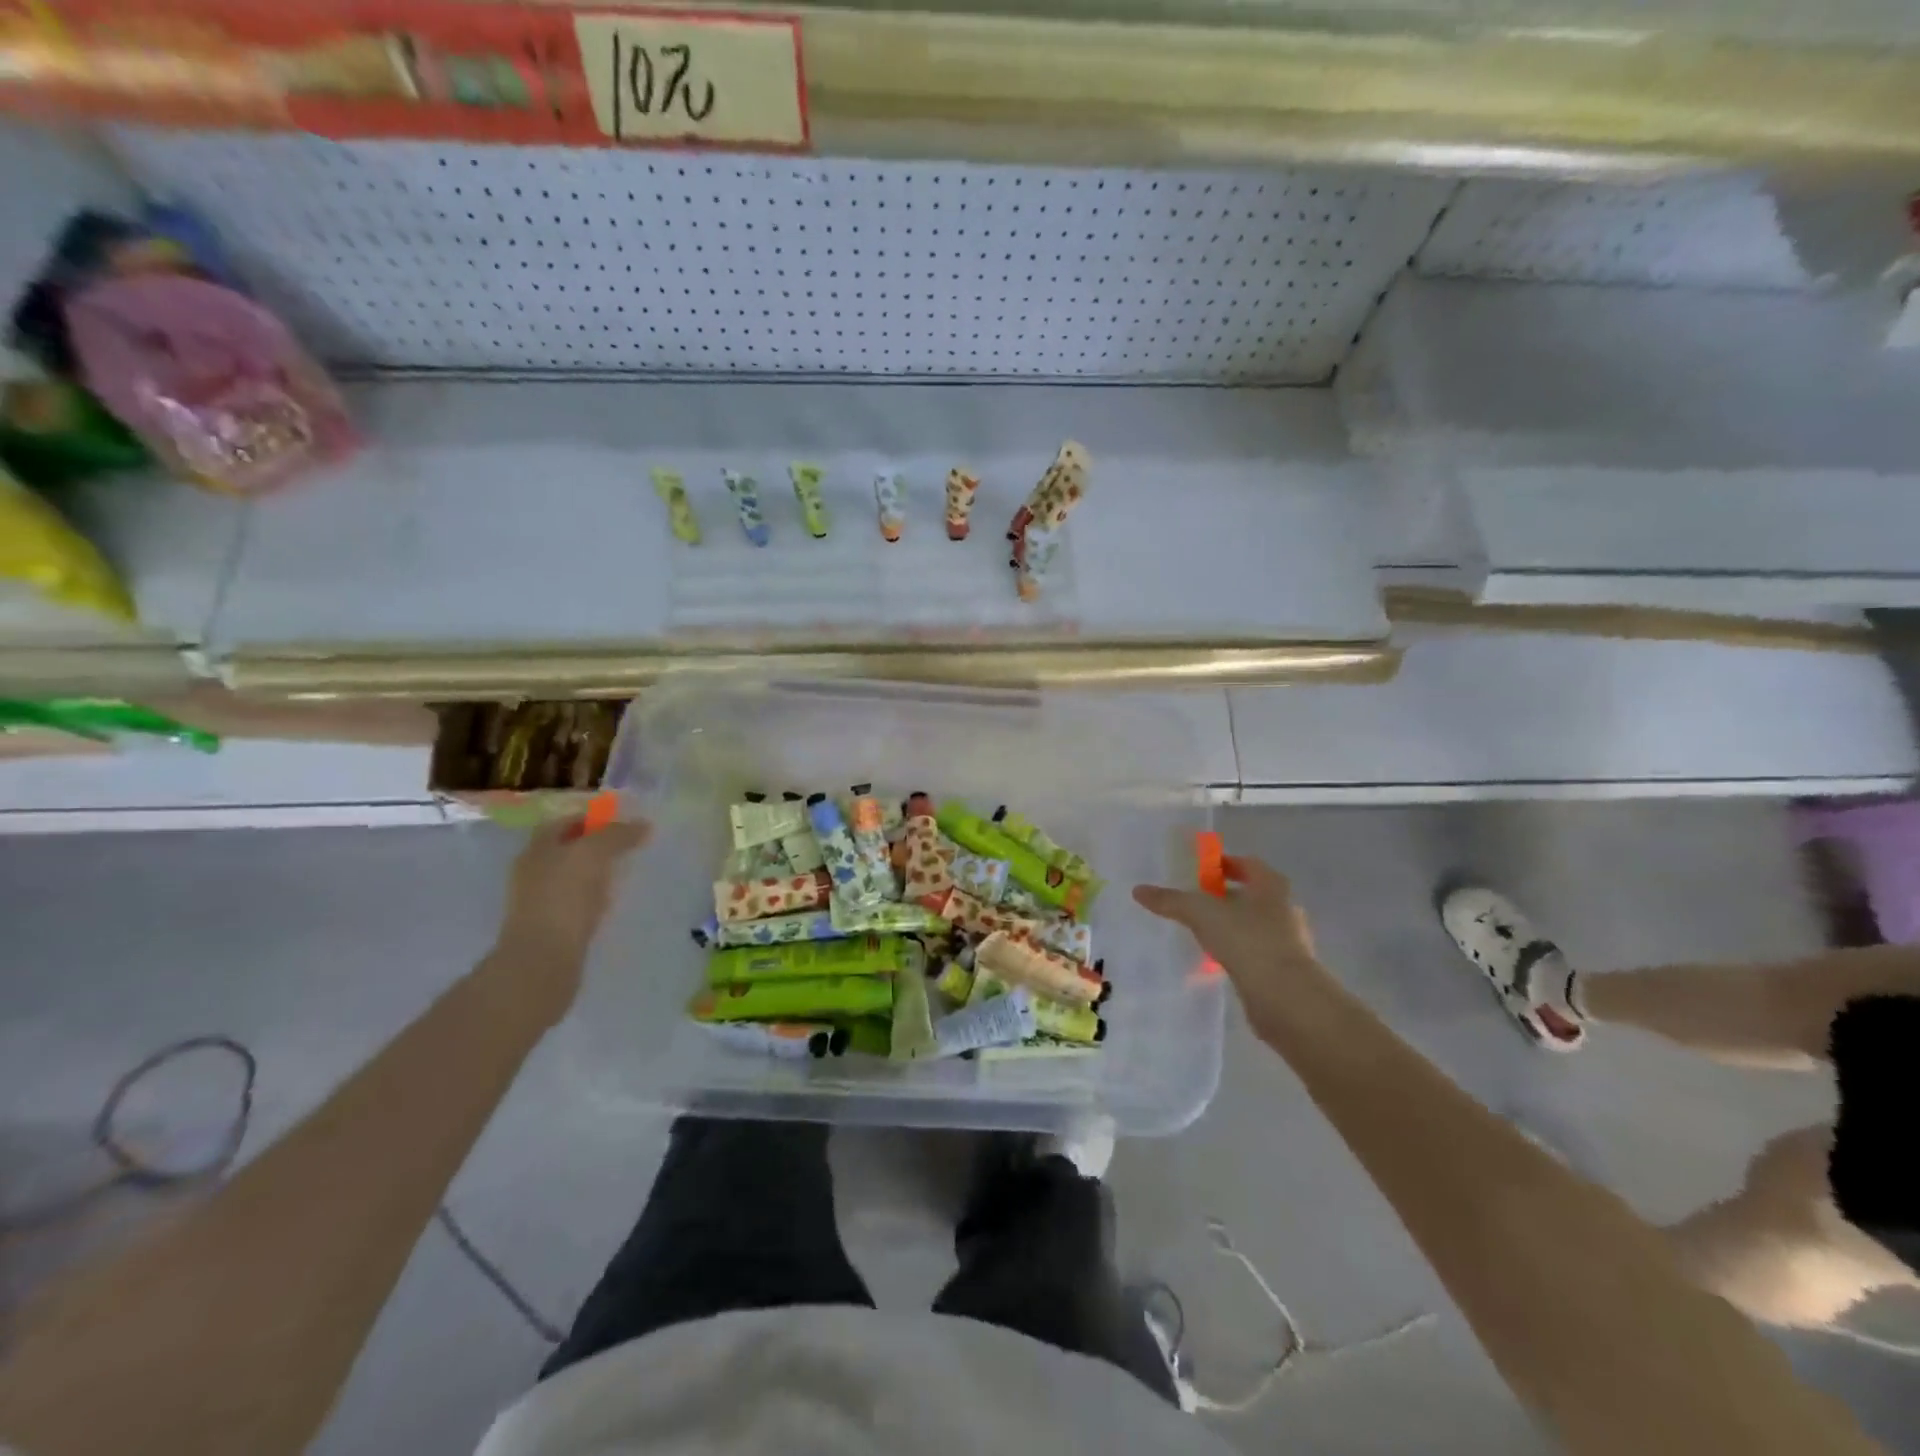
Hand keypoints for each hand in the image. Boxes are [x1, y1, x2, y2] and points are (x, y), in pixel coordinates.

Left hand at [488, 815, 649, 1024]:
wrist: (542, 962)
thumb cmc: (564, 899)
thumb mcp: (593, 854)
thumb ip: (617, 834)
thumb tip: (643, 825)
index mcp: (537, 848)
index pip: (565, 821)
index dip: (594, 818)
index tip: (624, 823)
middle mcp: (533, 870)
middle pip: (568, 848)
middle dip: (597, 845)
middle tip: (630, 847)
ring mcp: (538, 901)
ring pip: (572, 876)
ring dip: (597, 872)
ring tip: (625, 875)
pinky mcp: (550, 927)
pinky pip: (576, 902)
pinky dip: (594, 898)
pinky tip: (612, 904)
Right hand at [1133, 854, 1320, 1036]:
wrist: (1285, 997)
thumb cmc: (1247, 940)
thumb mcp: (1201, 913)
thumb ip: (1171, 901)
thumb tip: (1138, 890)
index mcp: (1271, 886)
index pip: (1248, 864)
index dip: (1225, 864)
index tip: (1202, 871)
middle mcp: (1284, 908)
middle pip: (1252, 895)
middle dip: (1225, 897)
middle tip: (1197, 902)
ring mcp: (1289, 941)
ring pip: (1254, 925)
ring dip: (1231, 926)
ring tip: (1202, 933)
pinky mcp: (1285, 970)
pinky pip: (1256, 953)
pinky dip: (1237, 952)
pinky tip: (1217, 962)